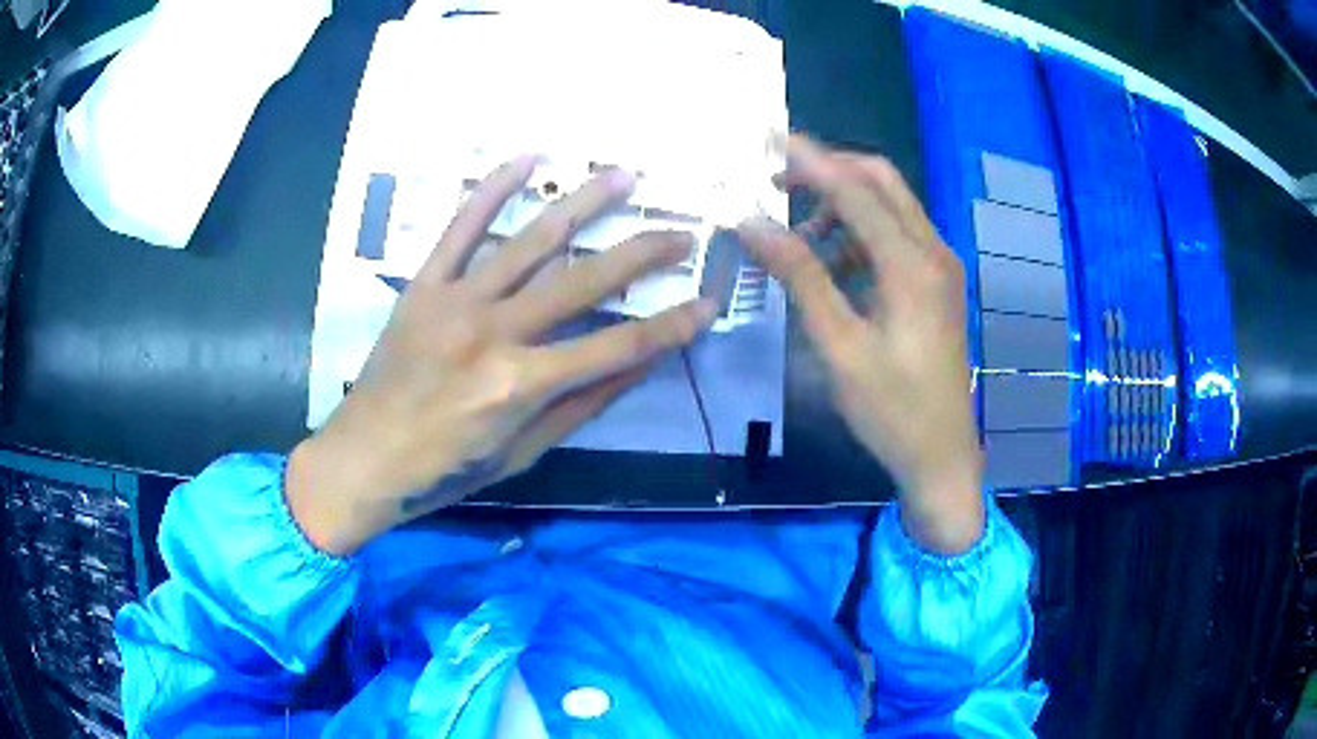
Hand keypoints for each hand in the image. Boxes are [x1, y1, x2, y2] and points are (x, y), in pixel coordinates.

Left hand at [287, 156, 717, 555]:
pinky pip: (461, 228)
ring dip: (583, 205)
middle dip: (643, 256)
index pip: (617, 348)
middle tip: (682, 234)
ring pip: (531, 242)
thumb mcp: (522, 453)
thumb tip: (641, 363)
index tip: (707, 304)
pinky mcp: (424, 285)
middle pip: (584, 283)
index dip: (670, 327)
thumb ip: (582, 404)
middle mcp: (494, 334)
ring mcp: (456, 301)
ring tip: (624, 176)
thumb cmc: (445, 470)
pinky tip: (528, 158)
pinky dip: (493, 190)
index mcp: (521, 386)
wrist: (364, 459)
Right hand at [738, 136, 983, 553]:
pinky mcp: (937, 284)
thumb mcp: (839, 347)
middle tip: (779, 180)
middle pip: (881, 182)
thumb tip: (752, 225)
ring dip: (843, 205)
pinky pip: (897, 237)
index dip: (811, 160)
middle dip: (830, 170)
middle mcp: (933, 252)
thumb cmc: (891, 409)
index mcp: (913, 265)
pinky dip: (860, 234)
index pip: (856, 190)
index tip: (769, 139)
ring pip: (890, 207)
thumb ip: (800, 277)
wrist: (942, 456)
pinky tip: (830, 263)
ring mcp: (940, 267)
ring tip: (795, 234)